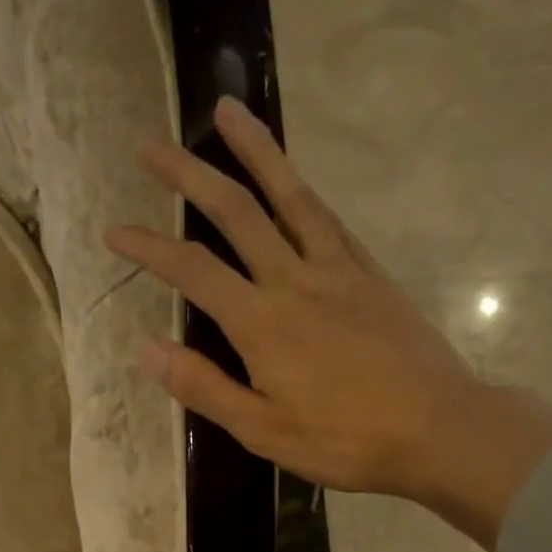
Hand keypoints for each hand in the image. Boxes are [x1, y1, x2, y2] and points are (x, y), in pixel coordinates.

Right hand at [105, 95, 551, 548]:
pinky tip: (295, 182)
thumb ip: (206, 388)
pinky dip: (304, 191)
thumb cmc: (345, 440)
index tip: (115, 230)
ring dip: (254, 151)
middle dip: (189, 175)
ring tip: (227, 111)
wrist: (436, 428)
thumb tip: (148, 351)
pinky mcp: (372, 276)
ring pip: (290, 197)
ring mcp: (339, 271)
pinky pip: (331, 220)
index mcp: (262, 323)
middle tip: (151, 145)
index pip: (193, 272)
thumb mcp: (264, 431)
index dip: (150, 248)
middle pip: (236, 213)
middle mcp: (295, 280)